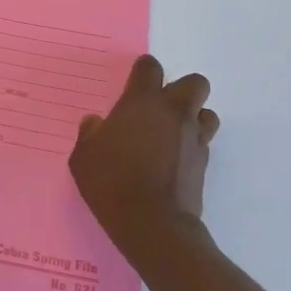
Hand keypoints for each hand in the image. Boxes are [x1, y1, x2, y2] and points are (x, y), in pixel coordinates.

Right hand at [69, 55, 219, 265]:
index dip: (143, 71)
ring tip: (173, 133)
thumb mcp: (84, 158)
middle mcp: (173, 112)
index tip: (134, 83)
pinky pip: (204, 141)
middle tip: (160, 108)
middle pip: (194, 83)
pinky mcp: (204, 162)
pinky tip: (175, 160)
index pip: (150, 67)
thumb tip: (96, 123)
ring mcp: (194, 137)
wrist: (153, 223)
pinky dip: (193, 145)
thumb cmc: (112, 182)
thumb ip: (90, 134)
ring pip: (207, 112)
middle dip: (181, 89)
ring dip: (193, 117)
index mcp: (142, 102)